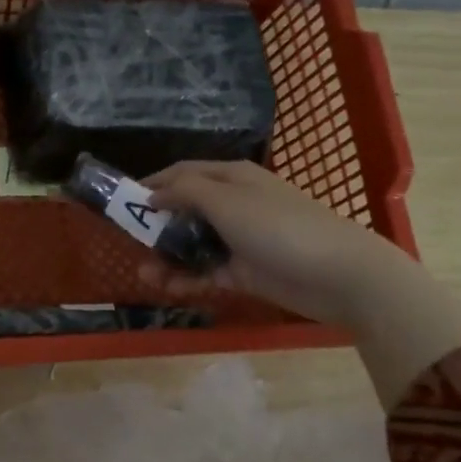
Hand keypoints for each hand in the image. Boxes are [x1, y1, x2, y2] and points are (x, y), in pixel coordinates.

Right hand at [136, 159, 403, 326]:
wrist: (339, 274)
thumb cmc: (279, 227)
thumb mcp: (227, 201)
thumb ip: (186, 192)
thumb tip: (154, 192)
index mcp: (231, 178)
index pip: (183, 173)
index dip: (152, 184)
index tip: (121, 201)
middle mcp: (234, 204)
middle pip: (184, 210)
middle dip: (156, 226)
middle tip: (130, 244)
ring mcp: (240, 239)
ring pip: (193, 244)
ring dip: (167, 257)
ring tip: (146, 276)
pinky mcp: (245, 271)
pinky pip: (207, 271)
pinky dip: (187, 278)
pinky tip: (169, 288)